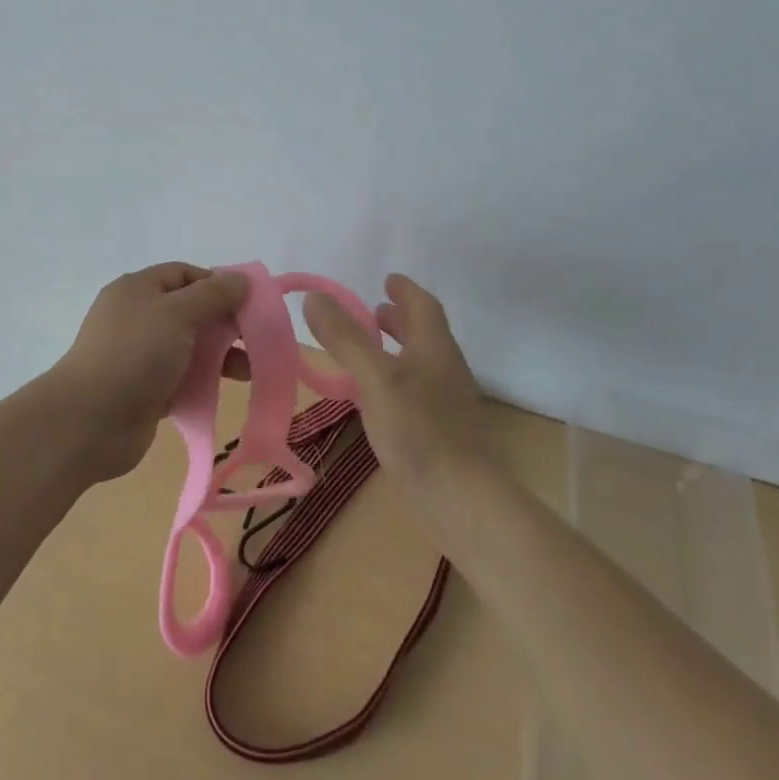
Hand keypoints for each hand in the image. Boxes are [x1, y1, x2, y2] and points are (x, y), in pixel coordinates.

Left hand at [48, 263, 249, 481]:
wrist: (89, 422)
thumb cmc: (135, 354)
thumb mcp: (178, 313)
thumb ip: (214, 295)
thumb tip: (242, 279)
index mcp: (139, 289)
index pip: (186, 274)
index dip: (218, 284)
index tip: (249, 303)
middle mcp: (138, 317)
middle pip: (191, 310)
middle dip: (225, 322)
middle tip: (258, 337)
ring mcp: (140, 355)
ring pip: (190, 346)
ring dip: (221, 354)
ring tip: (251, 370)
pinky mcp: (145, 390)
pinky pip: (183, 377)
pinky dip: (205, 380)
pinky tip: (227, 389)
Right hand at [303, 274, 496, 497]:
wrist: (464, 499)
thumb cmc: (419, 429)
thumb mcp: (375, 378)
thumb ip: (346, 338)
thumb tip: (314, 297)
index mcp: (434, 347)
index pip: (423, 305)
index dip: (405, 290)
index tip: (387, 280)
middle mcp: (445, 368)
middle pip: (425, 333)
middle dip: (400, 319)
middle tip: (374, 312)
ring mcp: (447, 402)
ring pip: (422, 362)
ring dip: (398, 349)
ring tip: (368, 352)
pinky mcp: (442, 432)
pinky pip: (417, 390)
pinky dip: (397, 379)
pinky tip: (376, 399)